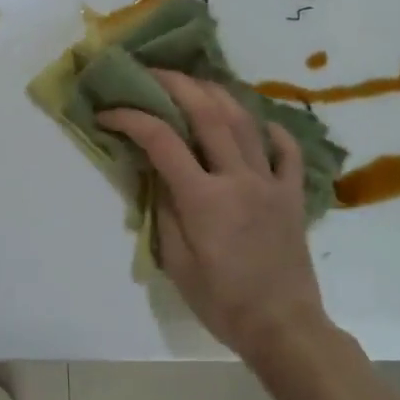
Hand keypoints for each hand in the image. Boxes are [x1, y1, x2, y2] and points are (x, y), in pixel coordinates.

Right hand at [98, 71, 327, 354]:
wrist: (283, 327)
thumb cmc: (221, 301)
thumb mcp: (176, 261)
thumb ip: (163, 208)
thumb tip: (155, 172)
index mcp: (203, 197)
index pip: (160, 140)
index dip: (130, 118)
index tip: (107, 112)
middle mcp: (238, 178)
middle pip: (207, 113)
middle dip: (176, 84)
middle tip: (153, 72)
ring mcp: (270, 183)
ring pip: (245, 121)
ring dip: (218, 94)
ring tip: (197, 82)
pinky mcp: (292, 194)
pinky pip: (287, 151)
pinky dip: (271, 130)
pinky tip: (257, 123)